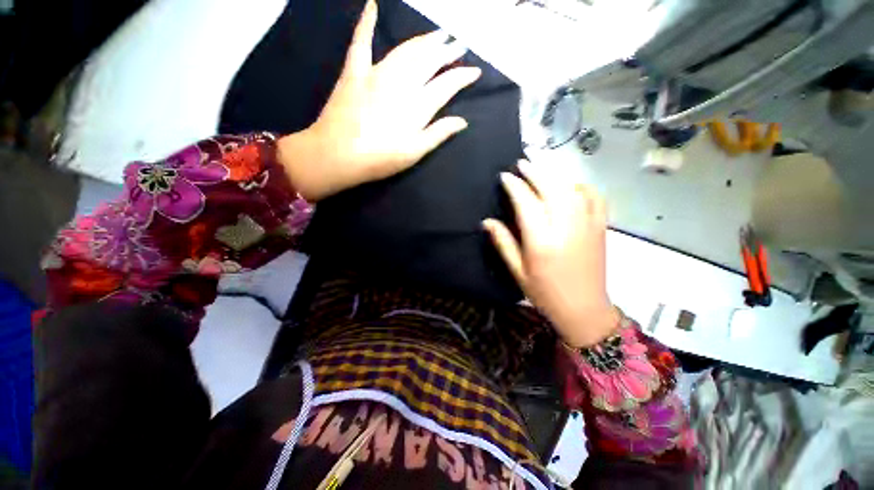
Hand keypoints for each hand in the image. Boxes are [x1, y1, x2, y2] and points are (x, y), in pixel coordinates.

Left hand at [278, 0, 480, 200]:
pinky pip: (361, 42)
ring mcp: (377, 73)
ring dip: (424, 40)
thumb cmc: (379, 159)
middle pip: (429, 60)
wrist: (337, 155)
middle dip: (447, 51)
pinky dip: (366, 23)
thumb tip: (462, 121)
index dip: (463, 76)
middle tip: (459, 43)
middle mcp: (401, 82)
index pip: (447, 85)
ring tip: (438, 34)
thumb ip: (438, 134)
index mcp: (417, 106)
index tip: (475, 71)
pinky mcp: (355, 71)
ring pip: (406, 49)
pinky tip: (372, 6)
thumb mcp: (414, 153)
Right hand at [483, 160, 618, 347]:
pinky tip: (570, 185)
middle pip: (551, 188)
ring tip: (541, 170)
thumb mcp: (518, 271)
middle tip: (521, 163)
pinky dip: (581, 186)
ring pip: (571, 189)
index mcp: (542, 241)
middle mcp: (566, 227)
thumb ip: (503, 243)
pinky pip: (594, 197)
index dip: (515, 186)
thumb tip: (487, 222)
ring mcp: (587, 225)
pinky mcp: (601, 227)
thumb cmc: (545, 292)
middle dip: (535, 172)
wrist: (584, 308)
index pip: (526, 203)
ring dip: (555, 175)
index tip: (505, 176)